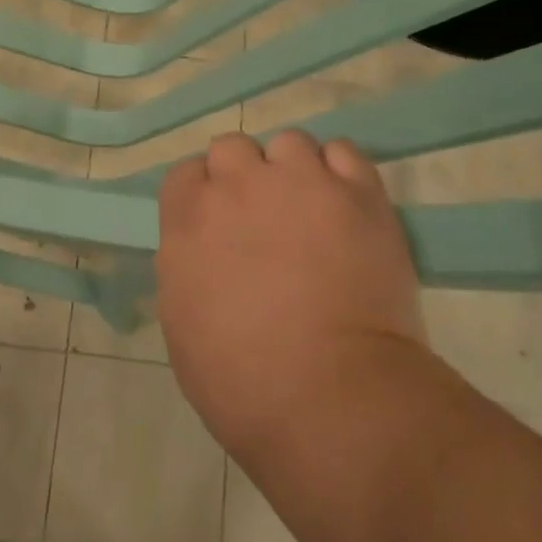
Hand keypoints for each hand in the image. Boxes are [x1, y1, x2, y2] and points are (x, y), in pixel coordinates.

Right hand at [156, 132, 427, 461]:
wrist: (330, 398)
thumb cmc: (241, 381)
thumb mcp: (183, 325)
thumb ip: (186, 267)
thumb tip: (205, 252)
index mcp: (188, 218)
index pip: (186, 173)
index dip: (202, 194)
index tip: (218, 223)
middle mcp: (239, 185)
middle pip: (233, 147)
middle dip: (244, 175)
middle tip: (264, 217)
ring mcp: (301, 182)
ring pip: (290, 143)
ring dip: (294, 170)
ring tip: (312, 209)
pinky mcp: (358, 193)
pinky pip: (344, 152)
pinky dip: (340, 172)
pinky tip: (345, 204)